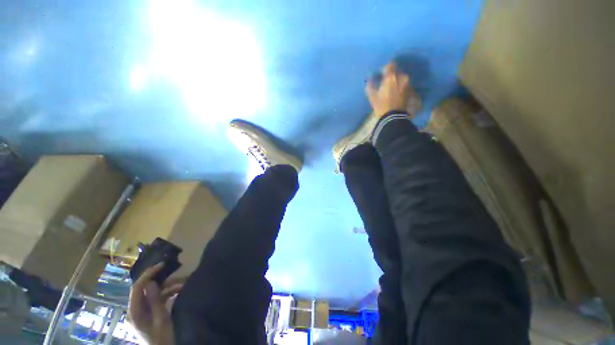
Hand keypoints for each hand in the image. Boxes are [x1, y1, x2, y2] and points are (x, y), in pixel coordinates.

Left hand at [128, 263, 183, 344]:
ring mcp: (143, 311)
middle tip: (173, 270)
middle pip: (145, 288)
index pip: (137, 288)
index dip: (148, 275)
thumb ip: (154, 301)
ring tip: (184, 283)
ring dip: (168, 286)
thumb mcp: (161, 319)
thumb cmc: (163, 337)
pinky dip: (169, 293)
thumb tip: (151, 282)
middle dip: (160, 278)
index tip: (162, 265)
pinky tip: (180, 290)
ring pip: (154, 292)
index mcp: (134, 312)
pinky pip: (158, 298)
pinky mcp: (150, 312)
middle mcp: (136, 309)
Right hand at [366, 62, 413, 118]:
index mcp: (391, 77)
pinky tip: (397, 94)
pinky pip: (405, 85)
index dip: (385, 69)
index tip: (382, 74)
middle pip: (397, 72)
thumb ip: (370, 86)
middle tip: (386, 83)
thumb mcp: (372, 97)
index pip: (390, 65)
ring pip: (402, 78)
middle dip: (392, 76)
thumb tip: (370, 80)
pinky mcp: (411, 91)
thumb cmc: (381, 106)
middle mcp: (402, 77)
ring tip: (392, 90)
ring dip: (397, 82)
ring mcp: (408, 84)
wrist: (393, 117)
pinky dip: (401, 88)